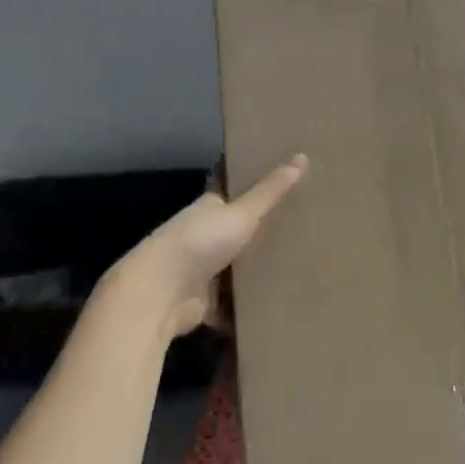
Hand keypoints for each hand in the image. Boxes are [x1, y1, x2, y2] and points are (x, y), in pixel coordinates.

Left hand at [115, 155, 307, 337]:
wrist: (160, 294)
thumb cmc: (199, 243)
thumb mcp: (242, 214)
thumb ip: (271, 191)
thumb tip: (302, 156)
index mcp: (208, 208)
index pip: (230, 189)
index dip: (250, 182)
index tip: (279, 177)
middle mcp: (203, 236)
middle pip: (237, 231)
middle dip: (263, 231)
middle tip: (304, 227)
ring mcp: (203, 272)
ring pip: (237, 269)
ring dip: (258, 272)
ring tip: (300, 268)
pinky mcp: (206, 303)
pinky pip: (233, 305)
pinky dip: (249, 308)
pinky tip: (278, 307)